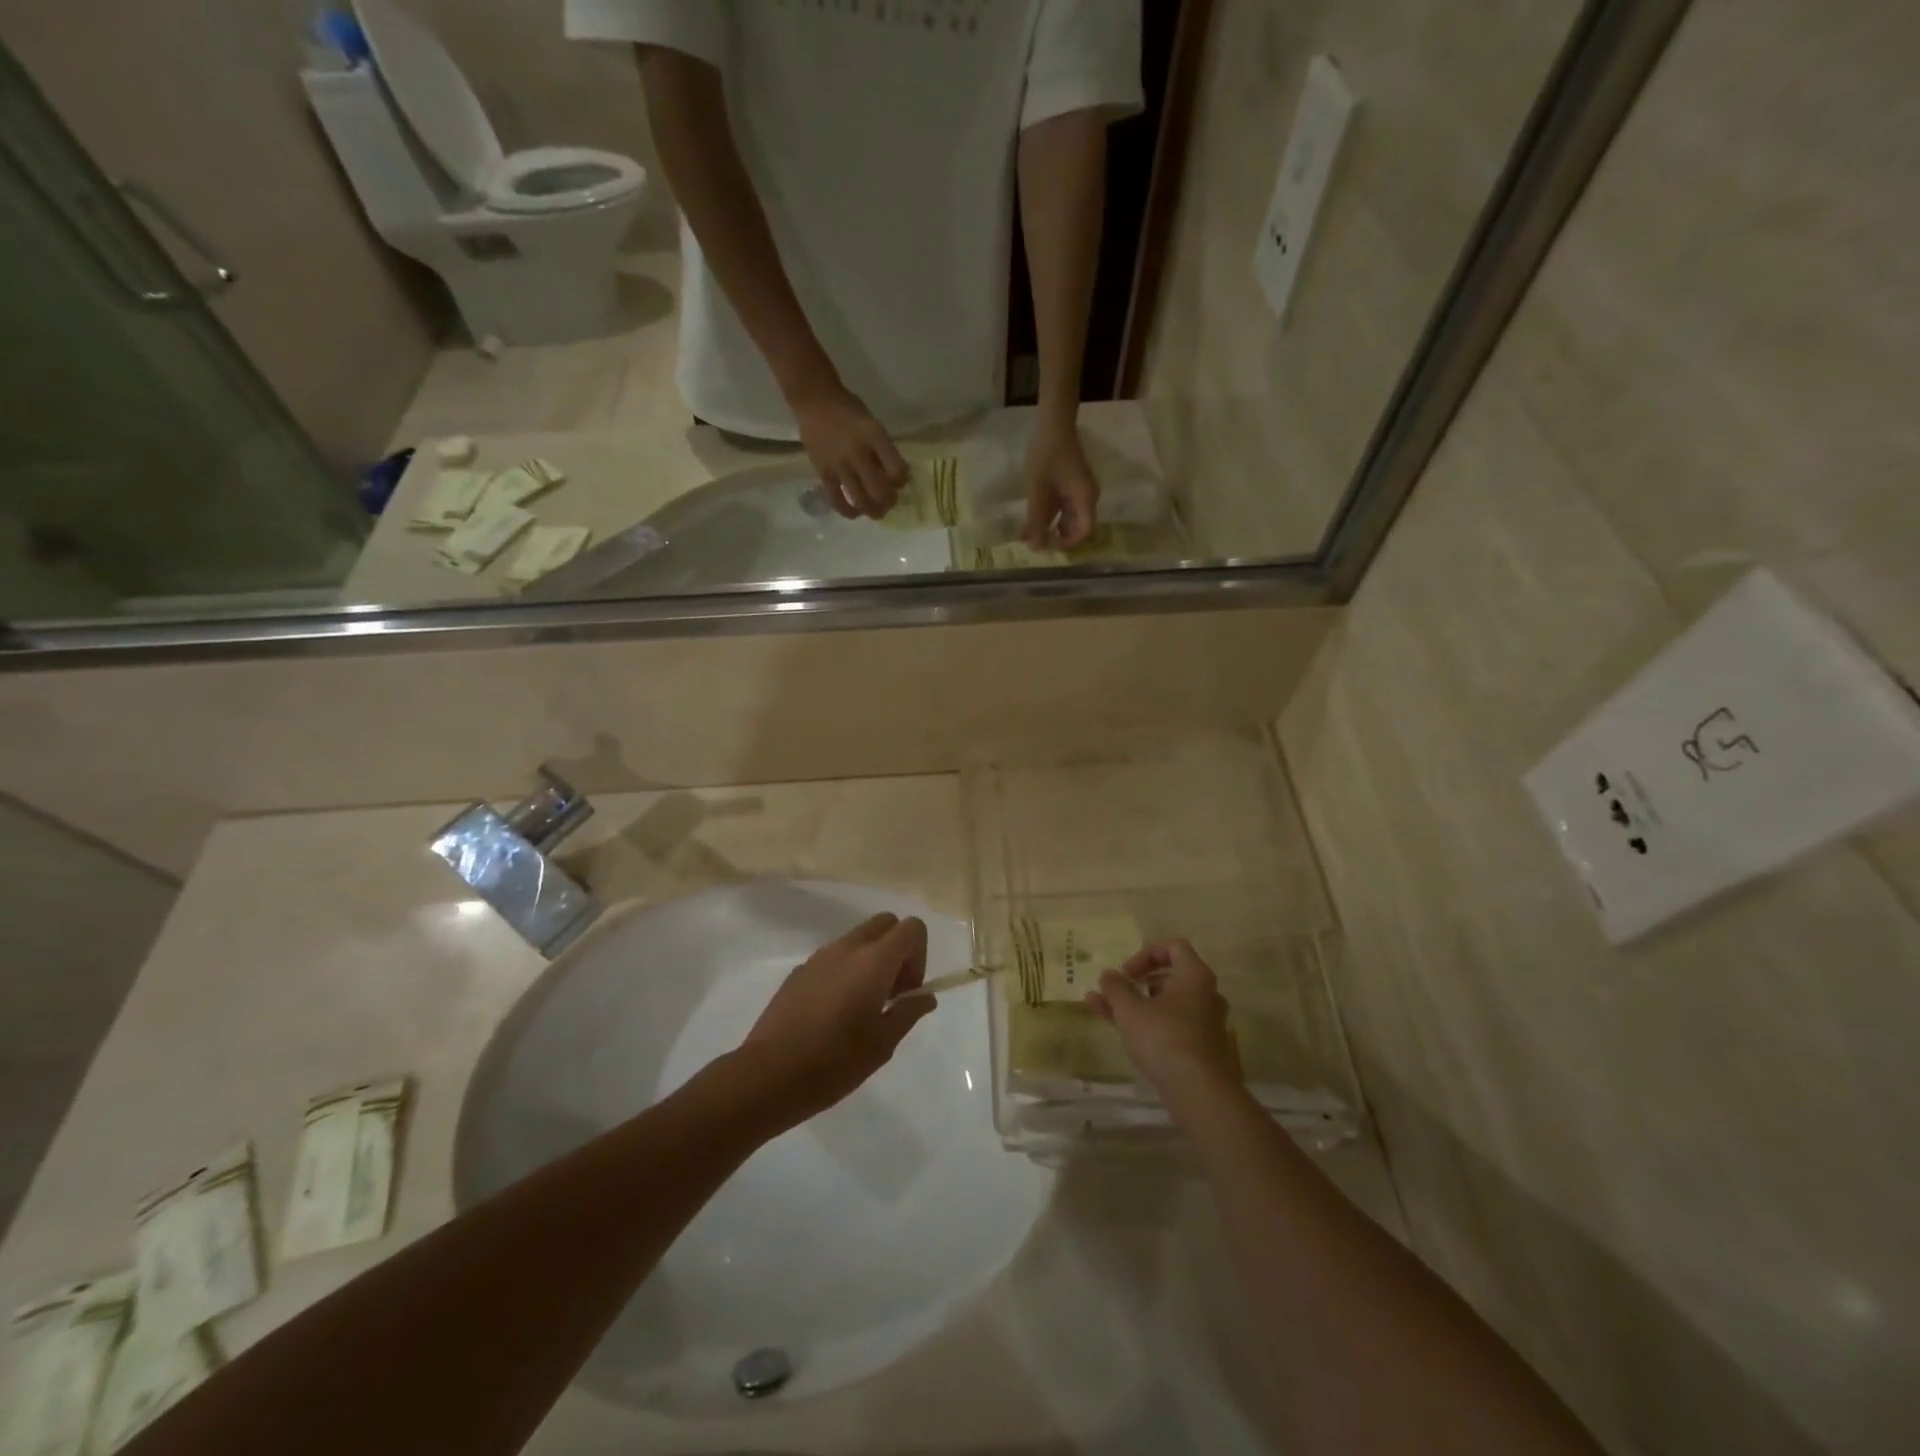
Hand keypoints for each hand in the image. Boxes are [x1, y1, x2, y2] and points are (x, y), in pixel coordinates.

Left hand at [741, 913, 935, 1126]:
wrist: (768, 1075)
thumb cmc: (834, 1062)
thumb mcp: (882, 1044)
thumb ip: (908, 1012)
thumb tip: (925, 996)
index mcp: (873, 961)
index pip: (911, 928)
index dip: (919, 955)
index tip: (907, 991)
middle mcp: (847, 948)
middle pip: (885, 923)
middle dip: (897, 950)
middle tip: (891, 993)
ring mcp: (819, 957)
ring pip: (858, 939)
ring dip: (871, 960)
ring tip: (863, 1007)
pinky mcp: (799, 971)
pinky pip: (833, 957)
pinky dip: (845, 971)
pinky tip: (833, 1014)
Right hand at [790, 383, 908, 520]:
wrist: (814, 400)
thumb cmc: (848, 410)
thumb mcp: (873, 424)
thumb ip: (883, 449)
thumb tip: (893, 476)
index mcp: (875, 437)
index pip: (897, 471)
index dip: (902, 481)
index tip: (900, 482)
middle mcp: (859, 453)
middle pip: (880, 491)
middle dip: (889, 501)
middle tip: (889, 502)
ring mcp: (840, 465)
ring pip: (861, 500)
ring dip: (872, 511)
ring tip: (876, 512)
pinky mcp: (824, 473)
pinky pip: (837, 500)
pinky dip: (848, 511)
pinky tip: (855, 513)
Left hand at [1022, 417, 1100, 548]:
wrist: (1053, 420)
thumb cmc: (1047, 454)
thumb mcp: (1038, 490)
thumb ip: (1036, 520)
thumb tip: (1035, 548)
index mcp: (1086, 498)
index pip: (1086, 532)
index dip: (1069, 543)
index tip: (1049, 545)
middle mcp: (1087, 497)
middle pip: (1078, 527)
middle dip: (1057, 537)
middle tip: (1036, 542)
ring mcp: (1079, 490)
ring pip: (1068, 518)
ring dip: (1050, 526)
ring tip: (1028, 534)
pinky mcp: (1070, 484)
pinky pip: (1062, 506)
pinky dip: (1048, 514)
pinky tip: (1030, 520)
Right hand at [1086, 939, 1241, 1108]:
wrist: (1200, 1093)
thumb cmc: (1164, 1038)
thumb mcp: (1130, 1009)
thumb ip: (1116, 988)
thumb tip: (1108, 974)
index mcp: (1194, 976)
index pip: (1174, 947)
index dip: (1146, 954)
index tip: (1127, 973)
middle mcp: (1206, 996)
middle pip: (1171, 977)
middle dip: (1140, 982)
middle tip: (1120, 992)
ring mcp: (1205, 1024)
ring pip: (1168, 1005)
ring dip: (1139, 1004)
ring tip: (1108, 1011)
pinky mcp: (1201, 1050)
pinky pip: (1171, 1026)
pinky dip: (1148, 1024)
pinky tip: (1121, 1032)